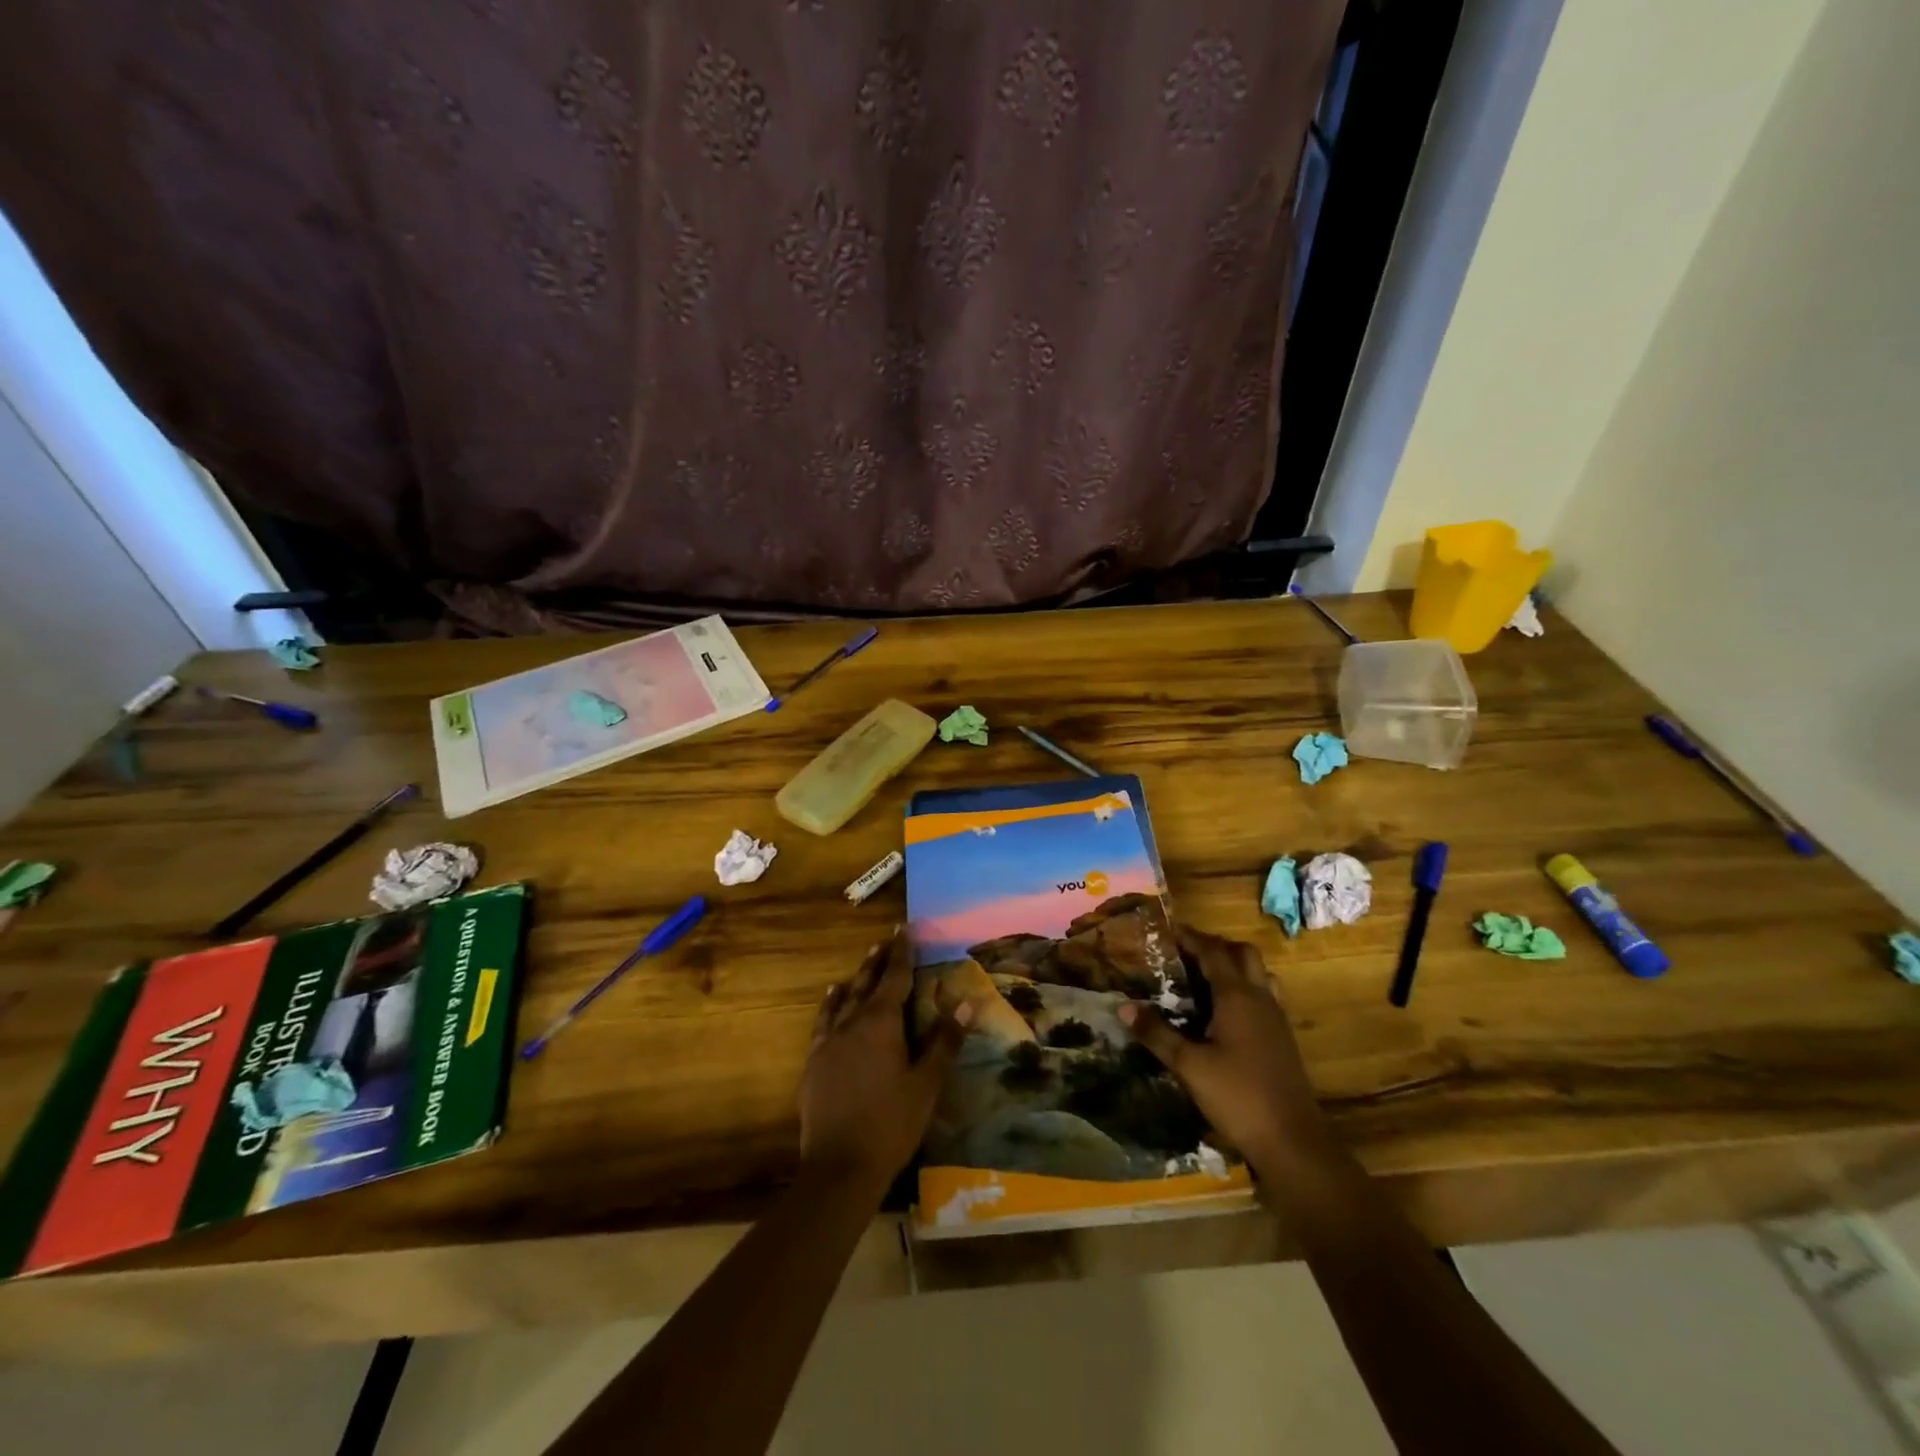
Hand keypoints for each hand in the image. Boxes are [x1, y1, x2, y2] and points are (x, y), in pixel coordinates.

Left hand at [799, 929, 971, 1196]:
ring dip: (857, 978)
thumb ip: (945, 1040)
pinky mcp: (815, 1061)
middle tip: (887, 940)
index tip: (904, 928)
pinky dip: (831, 1003)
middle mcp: (852, 1022)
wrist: (839, 1167)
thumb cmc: (891, 1124)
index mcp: (882, 1023)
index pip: (895, 977)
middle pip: (868, 983)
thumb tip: (967, 1000)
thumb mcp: (926, 1083)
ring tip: (865, 961)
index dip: (902, 952)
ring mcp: (829, 1041)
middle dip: (880, 961)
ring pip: (845, 999)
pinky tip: (832, 997)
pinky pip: (824, 1020)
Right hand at [1118, 924, 1316, 1169]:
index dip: (1191, 937)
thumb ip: (1157, 1033)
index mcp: (1237, 996)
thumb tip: (1124, 1006)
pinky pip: (1264, 996)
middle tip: (1186, 953)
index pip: (1213, 951)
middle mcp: (1260, 998)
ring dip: (1234, 966)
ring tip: (1204, 978)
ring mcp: (1276, 1018)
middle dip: (1215, 946)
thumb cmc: (1238, 1097)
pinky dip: (1244, 989)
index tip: (1167, 930)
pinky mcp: (1282, 1038)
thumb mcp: (1189, 1066)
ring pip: (1258, 973)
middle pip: (1243, 953)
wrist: (1293, 1142)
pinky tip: (1224, 1013)